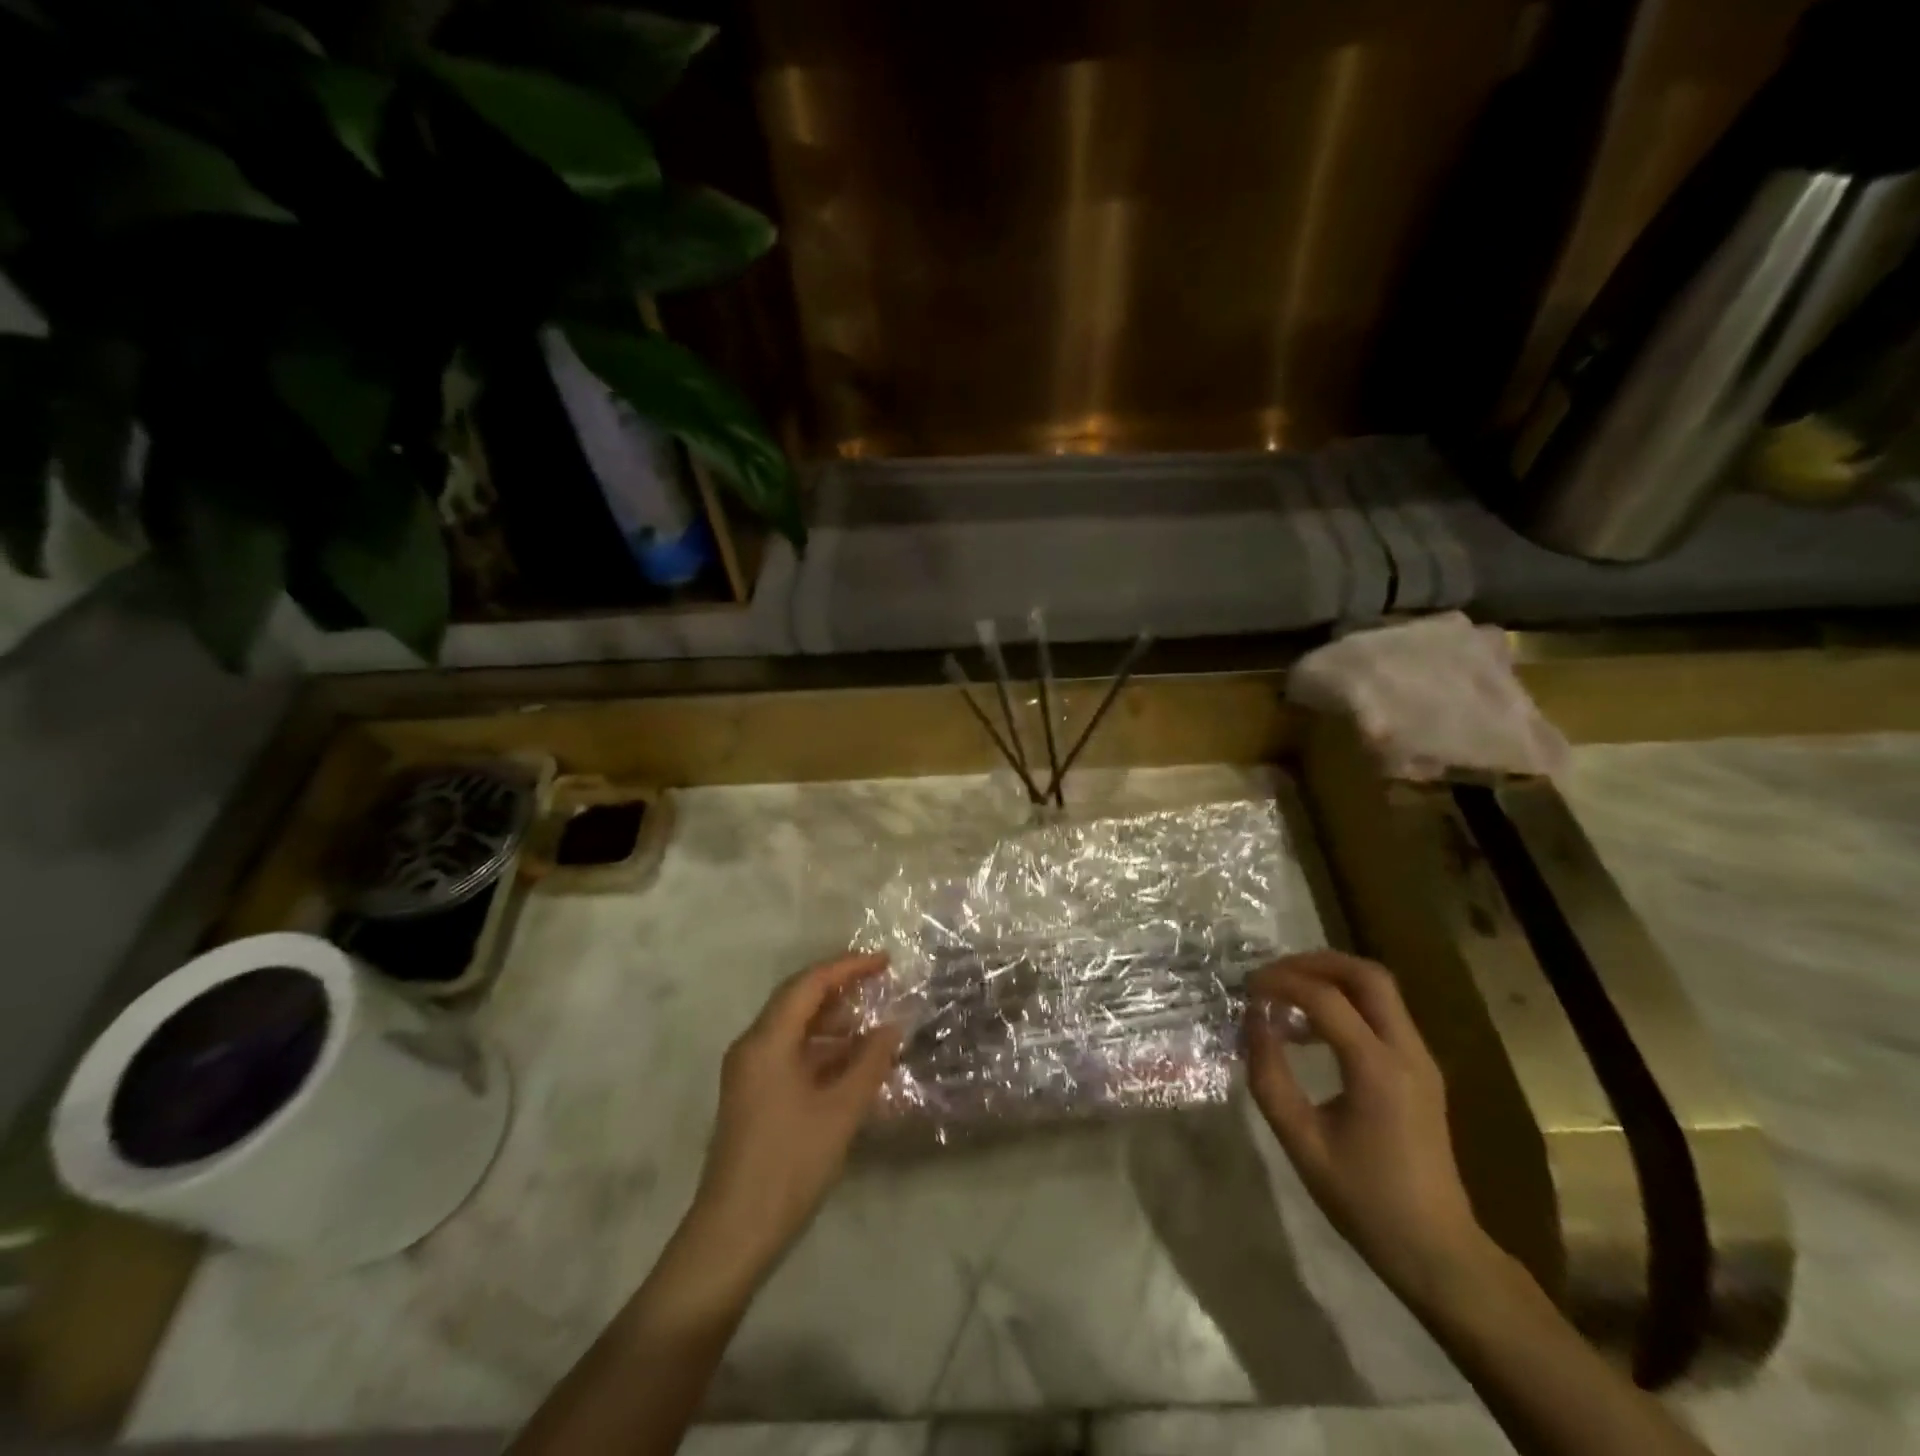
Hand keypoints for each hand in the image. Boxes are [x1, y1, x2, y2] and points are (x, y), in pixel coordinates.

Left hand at [684, 953, 901, 1286]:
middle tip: (880, 983)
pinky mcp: (752, 1095)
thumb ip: (870, 1063)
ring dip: (831, 1019)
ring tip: (872, 1021)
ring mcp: (748, 1072)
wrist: (733, 1234)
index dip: (848, 967)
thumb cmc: (789, 1165)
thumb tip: (892, 1027)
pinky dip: (820, 1048)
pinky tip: (850, 1061)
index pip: (809, 984)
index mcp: (766, 1041)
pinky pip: (789, 1052)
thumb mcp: (840, 1111)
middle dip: (839, 986)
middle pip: (797, 999)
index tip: (884, 962)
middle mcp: (752, 1046)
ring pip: (792, 1027)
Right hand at [1244, 951, 1491, 1307]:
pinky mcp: (1420, 1070)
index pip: (1326, 999)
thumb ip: (1269, 1077)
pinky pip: (1383, 1014)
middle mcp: (1407, 1052)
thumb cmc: (1364, 1200)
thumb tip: (1252, 1022)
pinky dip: (1345, 1003)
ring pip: (1379, 989)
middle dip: (1315, 963)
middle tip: (1273, 976)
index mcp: (1377, 1070)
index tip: (1247, 990)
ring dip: (1331, 979)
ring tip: (1286, 996)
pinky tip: (1311, 1030)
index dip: (1281, 984)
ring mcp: (1420, 1059)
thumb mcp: (1301, 1141)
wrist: (1437, 1250)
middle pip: (1367, 975)